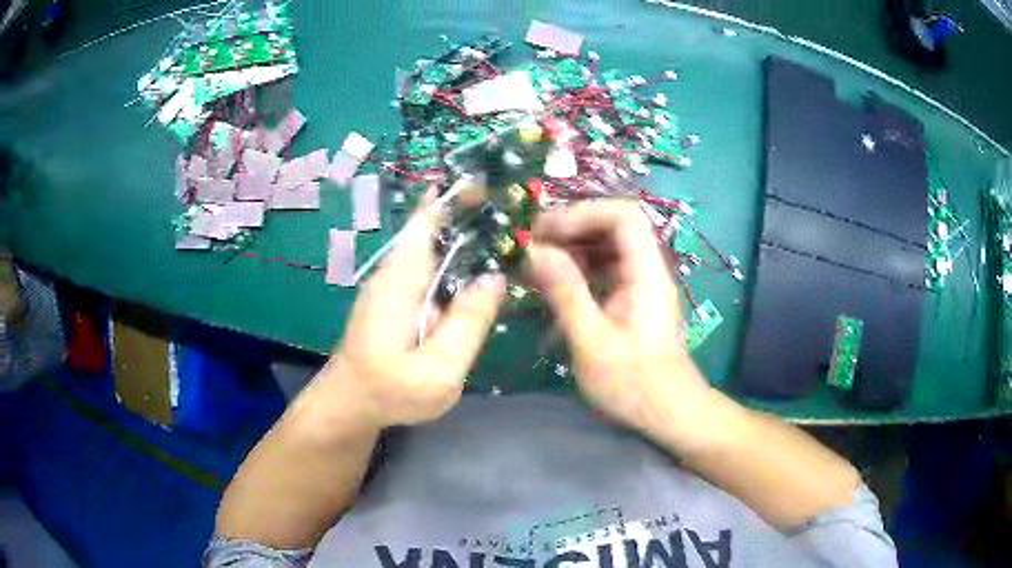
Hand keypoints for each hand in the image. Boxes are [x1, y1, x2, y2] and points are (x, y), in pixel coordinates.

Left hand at [321, 189, 506, 428]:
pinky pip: (427, 269)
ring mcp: (390, 286)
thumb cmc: (390, 391)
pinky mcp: (393, 300)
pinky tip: (476, 274)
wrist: (348, 406)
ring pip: (430, 248)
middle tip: (513, 210)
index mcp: (401, 279)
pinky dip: (453, 262)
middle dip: (466, 213)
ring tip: (504, 234)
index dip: (452, 197)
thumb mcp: (438, 368)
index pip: (424, 221)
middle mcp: (393, 272)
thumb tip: (495, 277)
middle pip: (431, 229)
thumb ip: (468, 323)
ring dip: (462, 237)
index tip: (486, 180)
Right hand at [527, 200, 715, 446]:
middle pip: (612, 227)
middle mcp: (647, 270)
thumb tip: (536, 251)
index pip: (623, 215)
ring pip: (605, 248)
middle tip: (531, 245)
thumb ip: (565, 292)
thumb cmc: (634, 384)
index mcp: (646, 273)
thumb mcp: (592, 342)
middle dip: (570, 229)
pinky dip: (577, 271)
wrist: (668, 415)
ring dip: (570, 249)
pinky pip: (603, 271)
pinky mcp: (631, 301)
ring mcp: (640, 285)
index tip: (545, 231)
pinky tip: (551, 285)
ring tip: (534, 264)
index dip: (583, 213)